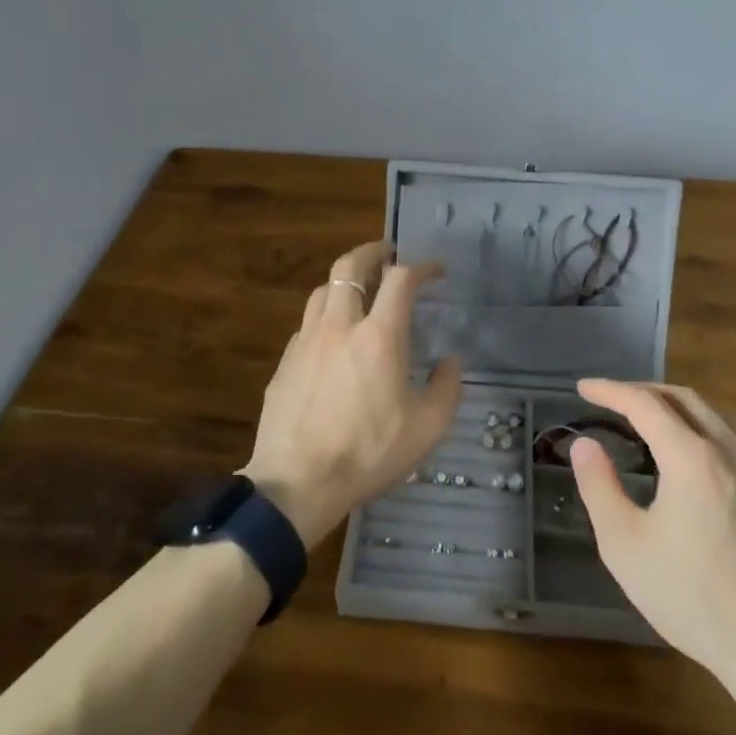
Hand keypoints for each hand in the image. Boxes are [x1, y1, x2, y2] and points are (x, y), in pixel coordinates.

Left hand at [242, 241, 462, 546]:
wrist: (297, 482)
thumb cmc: (368, 454)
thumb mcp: (427, 429)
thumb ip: (446, 388)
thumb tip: (450, 361)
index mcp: (379, 337)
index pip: (400, 279)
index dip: (421, 267)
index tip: (435, 271)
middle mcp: (340, 326)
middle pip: (350, 266)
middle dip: (371, 251)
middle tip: (388, 252)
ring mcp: (306, 342)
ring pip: (323, 290)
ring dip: (345, 280)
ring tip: (359, 290)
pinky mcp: (285, 362)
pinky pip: (307, 324)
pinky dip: (326, 316)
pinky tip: (333, 338)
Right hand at [569, 380, 735, 684]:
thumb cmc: (691, 596)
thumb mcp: (624, 544)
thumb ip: (599, 486)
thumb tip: (584, 444)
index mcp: (692, 458)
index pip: (645, 404)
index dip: (611, 390)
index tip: (583, 388)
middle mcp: (728, 451)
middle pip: (684, 399)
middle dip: (643, 391)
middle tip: (611, 398)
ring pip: (712, 416)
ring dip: (673, 406)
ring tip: (644, 418)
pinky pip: (729, 439)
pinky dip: (697, 428)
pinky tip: (684, 454)